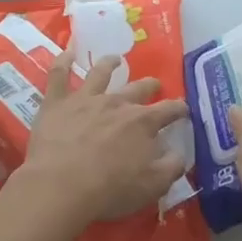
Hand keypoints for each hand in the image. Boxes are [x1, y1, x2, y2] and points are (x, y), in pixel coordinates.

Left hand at [9, 50, 189, 240]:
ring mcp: (85, 98)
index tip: (184, 109)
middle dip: (149, 85)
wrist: (60, 185)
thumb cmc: (109, 190)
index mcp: (143, 122)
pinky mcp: (57, 102)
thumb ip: (171, 168)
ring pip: (100, 72)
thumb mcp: (152, 187)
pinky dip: (63, 60)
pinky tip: (67, 51)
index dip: (179, 108)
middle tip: (153, 85)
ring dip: (109, 63)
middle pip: (138, 88)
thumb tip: (181, 154)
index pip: (168, 110)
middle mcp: (117, 102)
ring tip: (115, 59)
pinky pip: (58, 74)